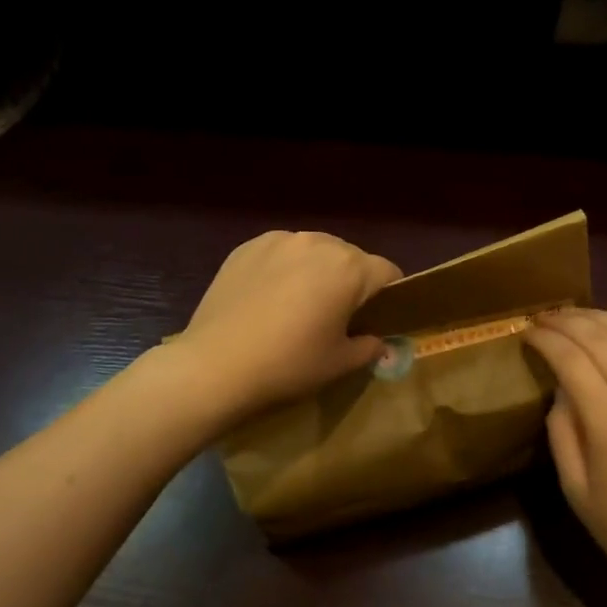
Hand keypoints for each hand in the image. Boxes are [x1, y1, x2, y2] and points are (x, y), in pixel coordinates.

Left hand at [173, 230, 401, 423]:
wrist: (215, 366)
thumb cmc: (288, 365)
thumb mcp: (340, 363)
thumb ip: (370, 347)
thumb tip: (378, 341)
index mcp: (349, 268)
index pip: (388, 272)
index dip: (391, 296)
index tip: (379, 320)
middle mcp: (318, 242)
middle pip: (352, 258)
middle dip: (353, 282)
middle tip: (338, 317)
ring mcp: (279, 240)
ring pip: (316, 251)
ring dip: (319, 272)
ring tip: (301, 304)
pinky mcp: (247, 247)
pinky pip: (282, 252)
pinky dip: (286, 269)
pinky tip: (270, 298)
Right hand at [523, 302, 606, 604]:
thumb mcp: (575, 487)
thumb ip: (562, 430)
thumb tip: (561, 389)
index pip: (572, 360)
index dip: (546, 340)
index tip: (525, 331)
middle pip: (603, 339)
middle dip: (568, 321)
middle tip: (544, 317)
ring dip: (602, 317)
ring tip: (574, 312)